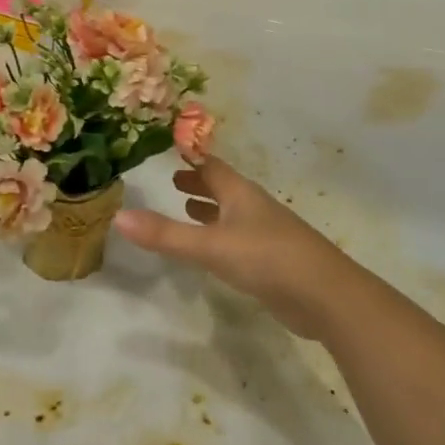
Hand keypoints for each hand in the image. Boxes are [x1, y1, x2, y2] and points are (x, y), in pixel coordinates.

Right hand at [114, 155, 363, 338]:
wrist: (325, 295)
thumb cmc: (267, 258)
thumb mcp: (211, 246)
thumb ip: (166, 235)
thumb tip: (119, 216)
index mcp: (239, 193)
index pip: (211, 166)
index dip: (191, 157)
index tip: (171, 149)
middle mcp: (252, 207)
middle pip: (223, 187)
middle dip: (199, 184)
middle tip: (174, 180)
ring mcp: (266, 233)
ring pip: (232, 213)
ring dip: (211, 209)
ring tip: (187, 208)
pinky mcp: (273, 260)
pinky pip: (240, 238)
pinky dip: (221, 234)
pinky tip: (215, 249)